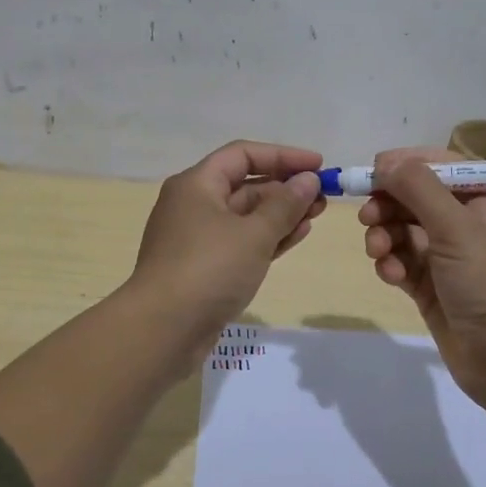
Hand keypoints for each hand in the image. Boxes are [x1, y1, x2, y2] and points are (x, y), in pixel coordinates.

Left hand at [127, 140, 326, 343]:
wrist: (162, 331)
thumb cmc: (208, 270)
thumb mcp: (254, 234)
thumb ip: (285, 205)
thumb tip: (308, 180)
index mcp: (196, 184)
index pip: (243, 154)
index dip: (283, 156)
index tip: (318, 165)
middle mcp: (193, 205)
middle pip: (245, 185)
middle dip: (285, 188)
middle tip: (323, 196)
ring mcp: (197, 239)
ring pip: (245, 216)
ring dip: (281, 214)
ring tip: (317, 215)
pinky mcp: (203, 268)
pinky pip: (241, 242)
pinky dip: (268, 237)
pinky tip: (296, 236)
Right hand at [359, 147, 485, 405]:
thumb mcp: (456, 227)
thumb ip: (418, 188)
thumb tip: (386, 161)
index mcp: (485, 201)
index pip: (441, 167)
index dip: (407, 165)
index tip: (373, 170)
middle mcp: (467, 224)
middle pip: (416, 199)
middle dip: (389, 205)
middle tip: (367, 216)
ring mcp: (449, 258)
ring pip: (404, 232)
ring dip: (385, 236)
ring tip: (377, 251)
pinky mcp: (432, 287)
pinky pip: (402, 262)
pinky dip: (392, 265)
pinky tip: (391, 276)